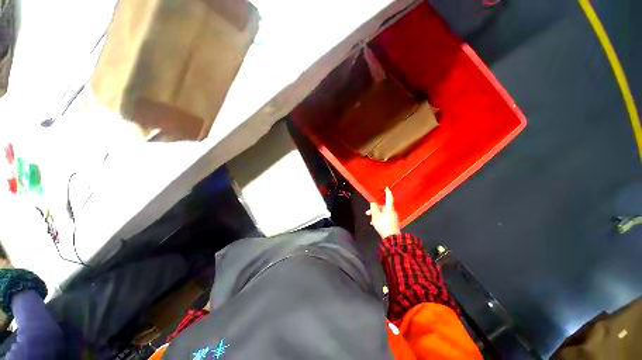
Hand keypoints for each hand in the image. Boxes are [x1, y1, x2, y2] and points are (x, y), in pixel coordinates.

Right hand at [366, 187, 399, 238]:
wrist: (392, 238)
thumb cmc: (383, 225)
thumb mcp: (375, 215)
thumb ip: (373, 208)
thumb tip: (373, 203)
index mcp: (389, 208)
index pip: (389, 198)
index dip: (387, 192)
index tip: (386, 188)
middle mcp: (392, 212)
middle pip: (383, 207)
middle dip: (375, 209)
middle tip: (367, 213)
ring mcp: (393, 218)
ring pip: (383, 213)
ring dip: (376, 215)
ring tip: (370, 220)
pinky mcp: (392, 223)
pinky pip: (384, 218)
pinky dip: (379, 219)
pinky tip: (374, 224)